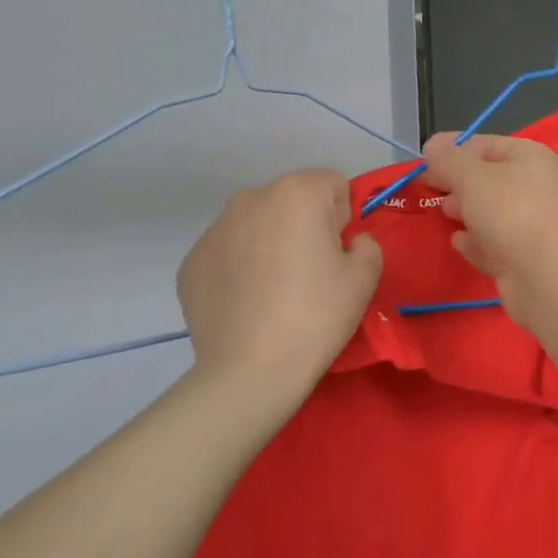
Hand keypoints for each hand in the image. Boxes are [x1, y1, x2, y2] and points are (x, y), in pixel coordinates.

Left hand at [177, 171, 381, 404]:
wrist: (249, 372)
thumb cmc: (316, 316)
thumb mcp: (364, 278)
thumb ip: (366, 244)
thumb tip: (347, 243)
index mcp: (296, 193)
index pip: (333, 185)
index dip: (344, 218)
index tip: (339, 255)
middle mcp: (250, 199)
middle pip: (291, 201)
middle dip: (304, 226)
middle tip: (311, 275)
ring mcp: (214, 230)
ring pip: (256, 225)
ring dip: (269, 244)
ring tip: (275, 292)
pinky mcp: (190, 262)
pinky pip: (228, 253)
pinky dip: (240, 269)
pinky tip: (248, 305)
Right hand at [420, 134, 557, 322]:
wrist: (543, 273)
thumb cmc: (508, 210)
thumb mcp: (471, 176)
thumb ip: (447, 160)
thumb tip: (432, 145)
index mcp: (529, 158)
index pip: (485, 145)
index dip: (453, 152)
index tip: (424, 163)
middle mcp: (533, 187)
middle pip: (487, 180)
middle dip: (457, 184)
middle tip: (430, 190)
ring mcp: (529, 225)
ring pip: (489, 213)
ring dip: (465, 212)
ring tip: (444, 213)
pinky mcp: (521, 258)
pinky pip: (492, 243)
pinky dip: (475, 242)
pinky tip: (458, 241)